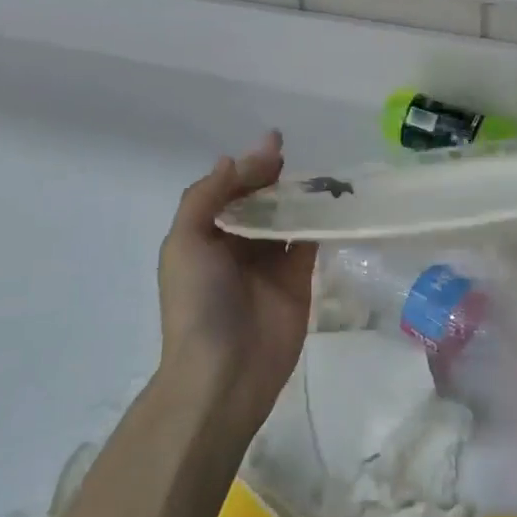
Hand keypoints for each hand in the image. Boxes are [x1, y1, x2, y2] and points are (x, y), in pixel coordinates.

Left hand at [157, 132, 314, 428]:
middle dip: (273, 176)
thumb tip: (233, 159)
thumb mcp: (185, 242)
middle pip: (259, 201)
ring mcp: (269, 263)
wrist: (225, 371)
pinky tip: (331, 201)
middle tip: (292, 155)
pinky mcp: (299, 279)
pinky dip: (319, 222)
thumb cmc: (198, 303)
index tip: (272, 145)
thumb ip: (207, 197)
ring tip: (318, 173)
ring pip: (286, 218)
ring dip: (298, 195)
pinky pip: (309, 242)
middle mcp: (236, 246)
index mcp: (205, 236)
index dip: (248, 167)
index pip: (229, 191)